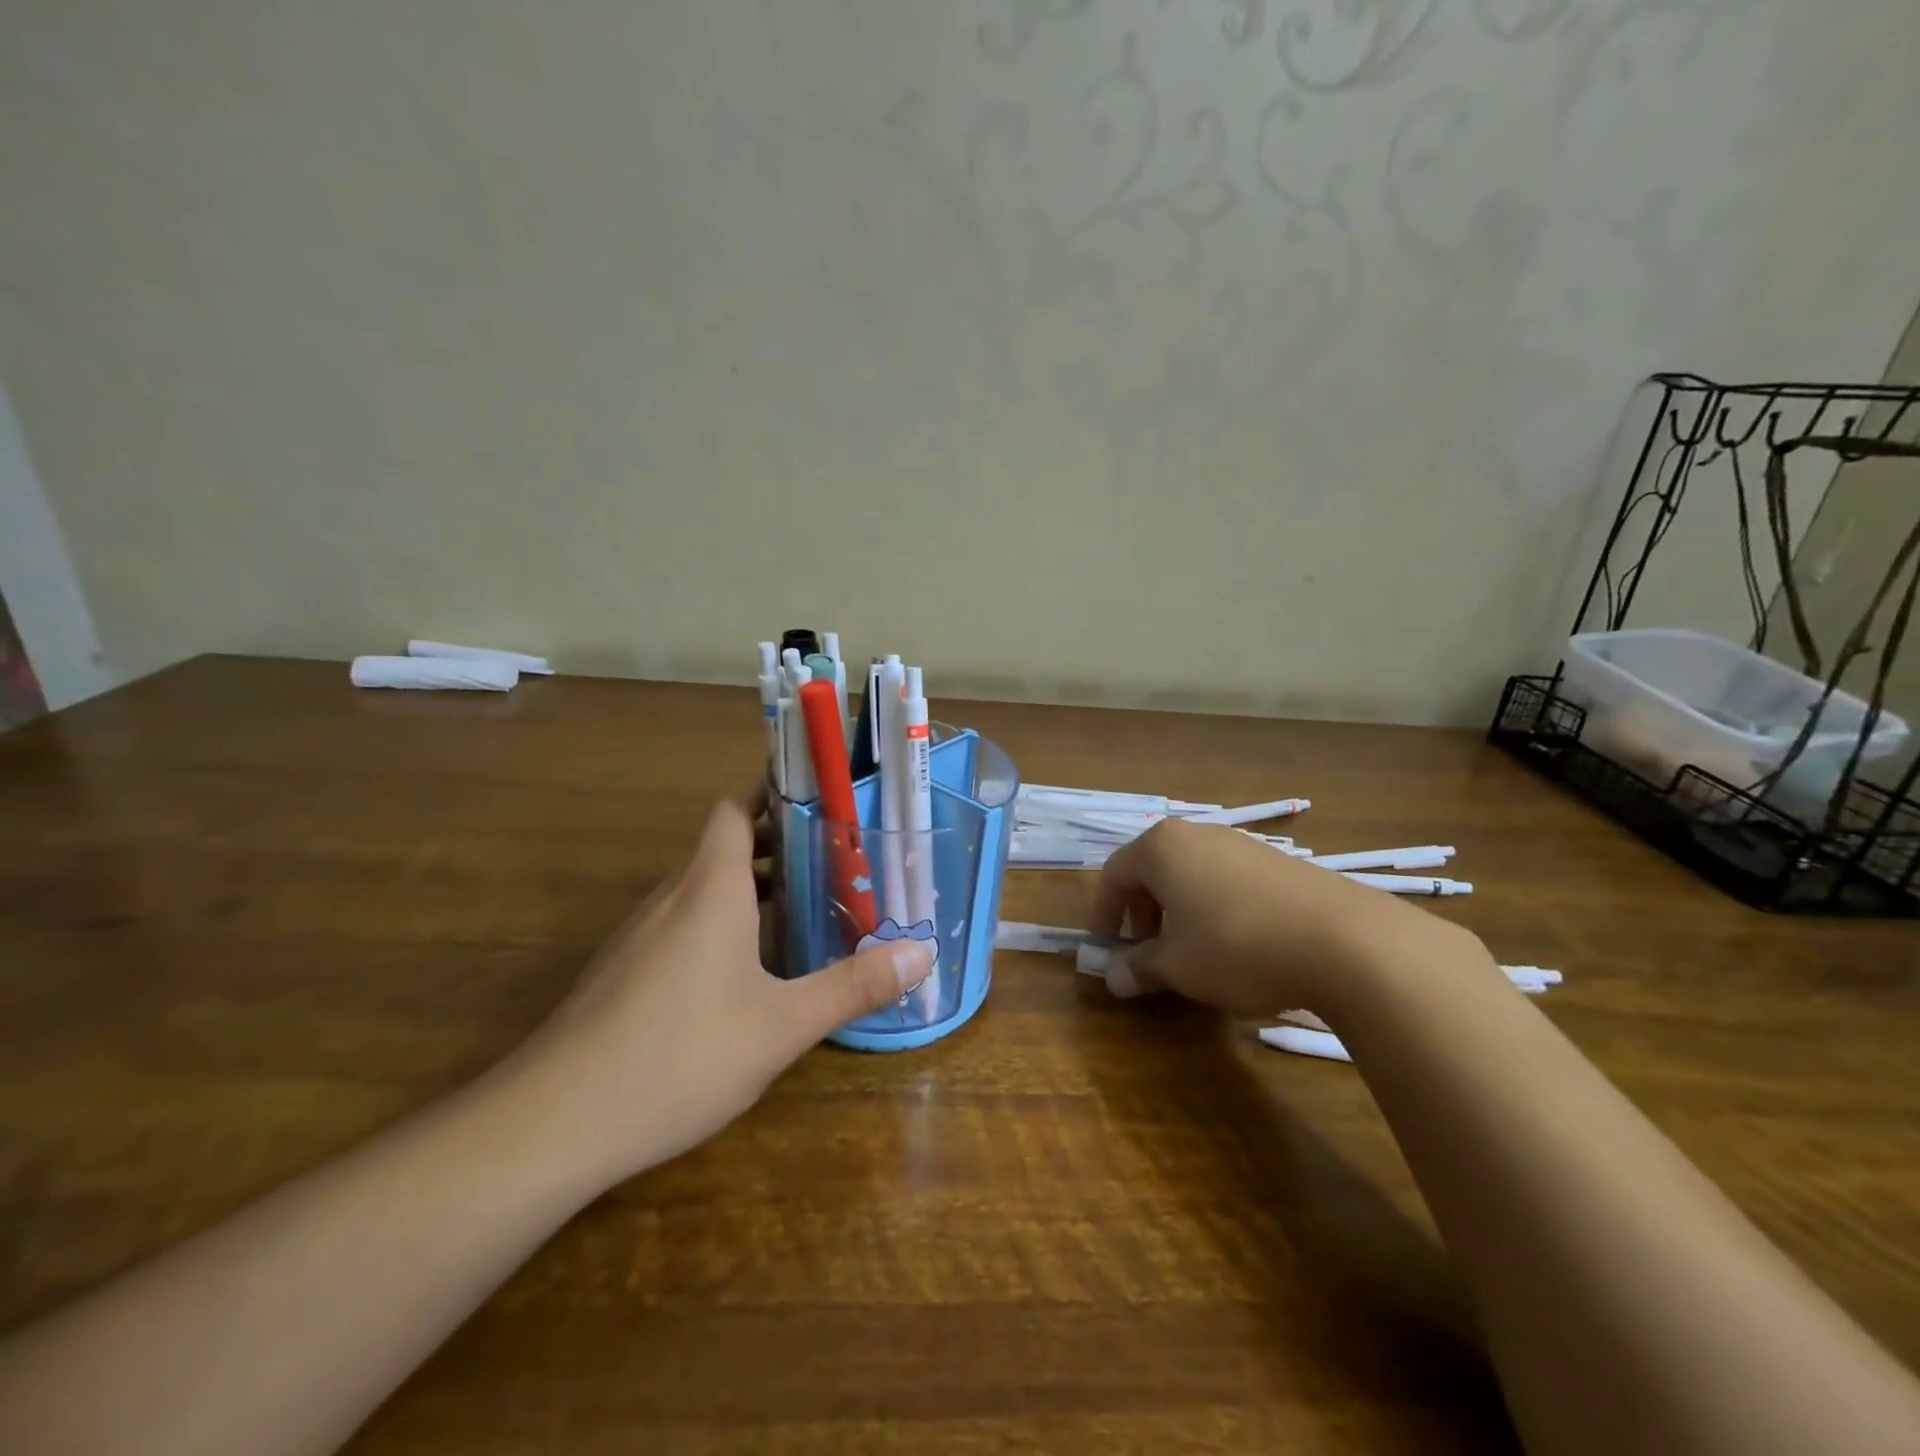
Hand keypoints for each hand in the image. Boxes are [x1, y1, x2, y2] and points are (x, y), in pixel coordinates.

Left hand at [503, 800, 932, 1186]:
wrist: (551, 1125)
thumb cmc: (679, 1056)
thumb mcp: (782, 1026)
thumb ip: (853, 986)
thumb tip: (923, 955)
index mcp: (710, 889)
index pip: (734, 809)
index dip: (771, 793)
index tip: (818, 797)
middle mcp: (673, 898)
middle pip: (725, 846)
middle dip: (777, 844)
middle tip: (836, 859)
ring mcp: (642, 936)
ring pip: (703, 889)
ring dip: (751, 888)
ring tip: (806, 908)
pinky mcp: (625, 972)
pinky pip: (683, 925)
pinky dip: (722, 925)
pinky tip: (748, 972)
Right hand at [1087, 818, 1462, 1015]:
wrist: (1345, 941)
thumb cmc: (1237, 947)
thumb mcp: (1179, 967)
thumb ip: (1140, 968)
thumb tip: (1113, 978)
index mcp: (1161, 848)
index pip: (1114, 874)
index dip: (1104, 913)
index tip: (1105, 948)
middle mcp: (1197, 835)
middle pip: (1152, 870)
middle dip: (1142, 912)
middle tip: (1146, 951)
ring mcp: (1241, 844)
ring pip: (1191, 874)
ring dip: (1178, 911)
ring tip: (1191, 952)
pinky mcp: (1277, 862)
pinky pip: (1226, 880)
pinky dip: (1214, 907)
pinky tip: (1236, 944)